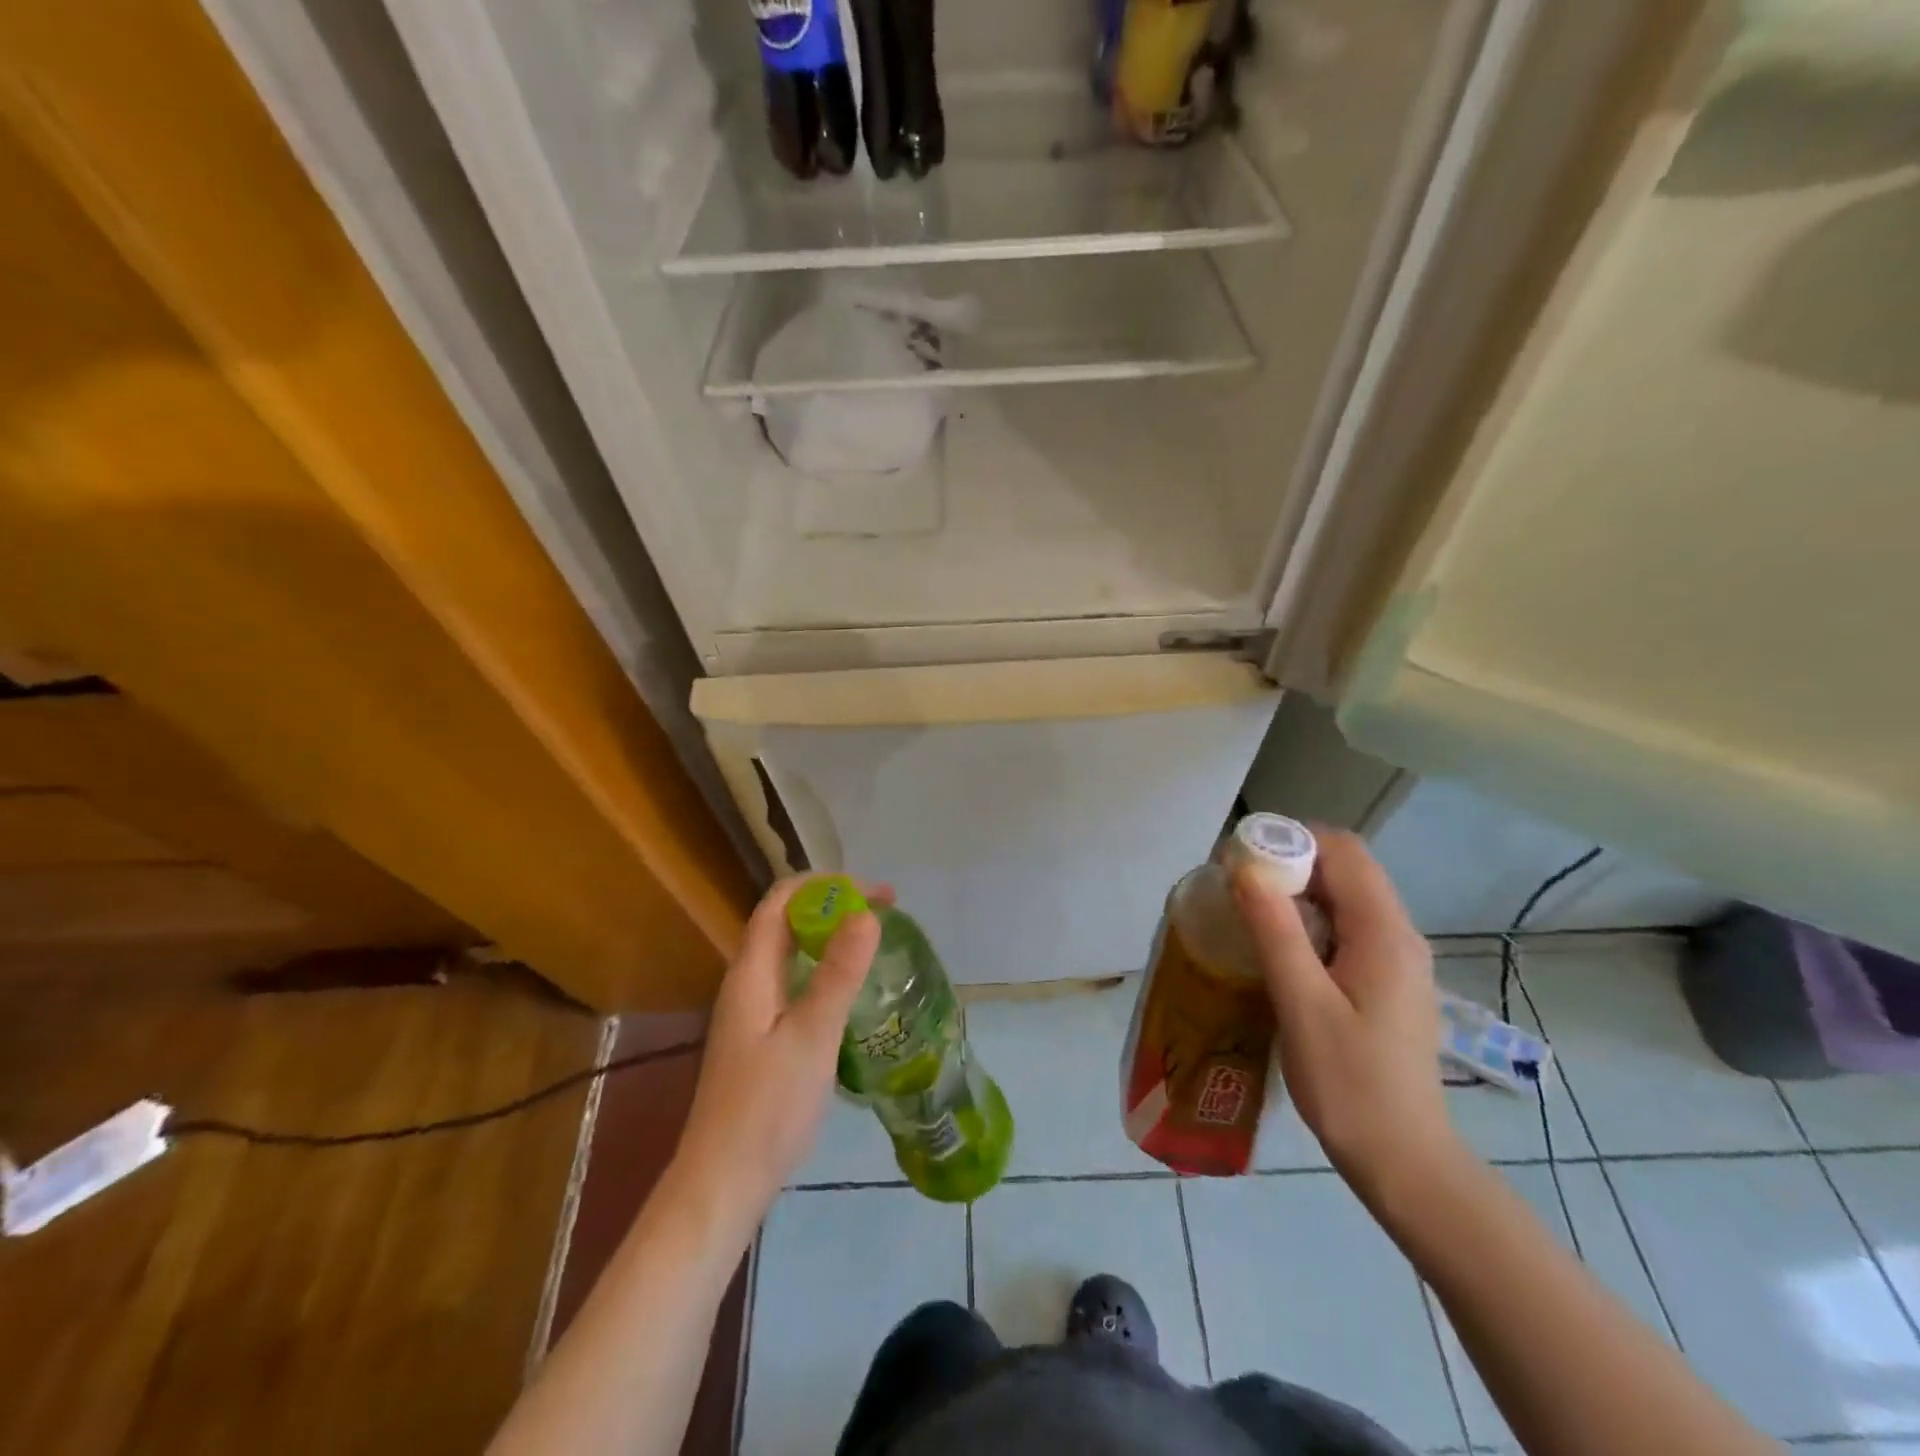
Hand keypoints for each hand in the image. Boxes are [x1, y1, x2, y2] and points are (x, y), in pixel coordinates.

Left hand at [671, 877, 889, 1228]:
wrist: (723, 1183)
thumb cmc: (768, 1107)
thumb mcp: (812, 1036)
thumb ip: (838, 974)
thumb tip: (865, 914)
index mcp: (752, 973)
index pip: (781, 901)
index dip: (825, 885)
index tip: (874, 892)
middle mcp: (747, 983)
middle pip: (786, 923)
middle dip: (833, 906)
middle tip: (885, 912)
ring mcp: (752, 1012)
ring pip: (791, 954)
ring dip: (830, 937)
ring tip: (874, 940)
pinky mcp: (761, 1038)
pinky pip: (795, 982)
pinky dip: (825, 970)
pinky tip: (851, 991)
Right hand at [1232, 828, 1460, 1197]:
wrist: (1405, 1161)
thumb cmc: (1350, 1085)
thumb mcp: (1302, 1005)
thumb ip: (1275, 931)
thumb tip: (1243, 868)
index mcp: (1385, 933)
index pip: (1343, 851)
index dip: (1291, 839)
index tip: (1240, 859)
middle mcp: (1398, 935)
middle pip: (1345, 868)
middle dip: (1288, 861)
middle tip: (1235, 885)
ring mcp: (1395, 959)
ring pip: (1344, 897)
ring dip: (1296, 891)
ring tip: (1247, 911)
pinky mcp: (1385, 981)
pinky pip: (1345, 926)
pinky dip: (1308, 919)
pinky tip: (1276, 947)